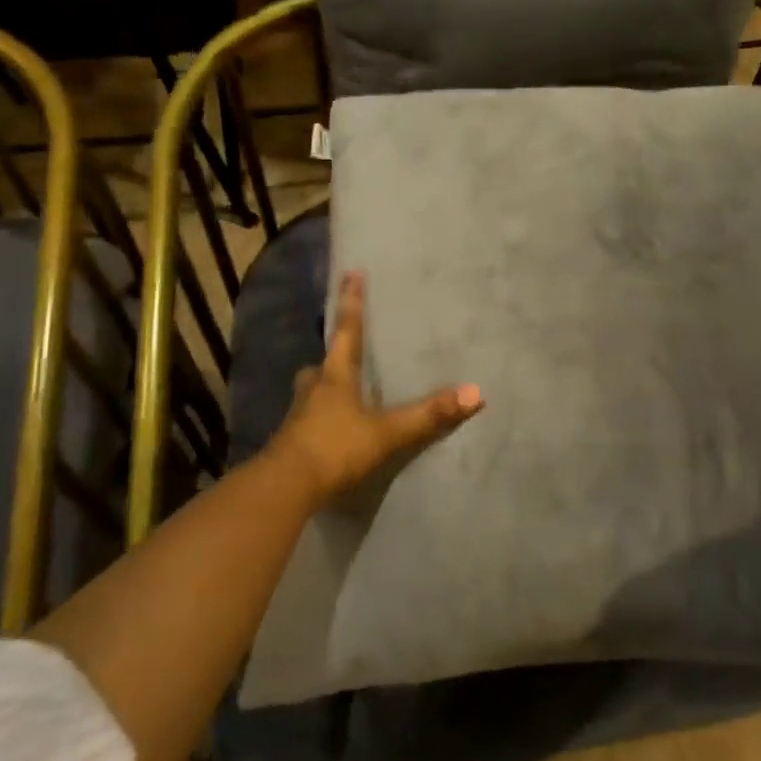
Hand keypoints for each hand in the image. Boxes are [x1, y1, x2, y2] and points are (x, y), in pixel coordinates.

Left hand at [262, 271, 482, 504]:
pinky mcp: (290, 443)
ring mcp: (297, 417)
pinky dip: (318, 420)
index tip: (351, 272)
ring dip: (322, 389)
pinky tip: (328, 432)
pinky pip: (306, 421)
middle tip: (342, 356)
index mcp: (335, 376)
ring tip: (337, 394)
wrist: (284, 487)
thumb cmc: (335, 447)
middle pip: (322, 364)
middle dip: (332, 358)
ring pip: (311, 392)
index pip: (346, 330)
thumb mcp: (387, 432)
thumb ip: (428, 415)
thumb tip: (475, 392)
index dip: (351, 302)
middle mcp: (312, 389)